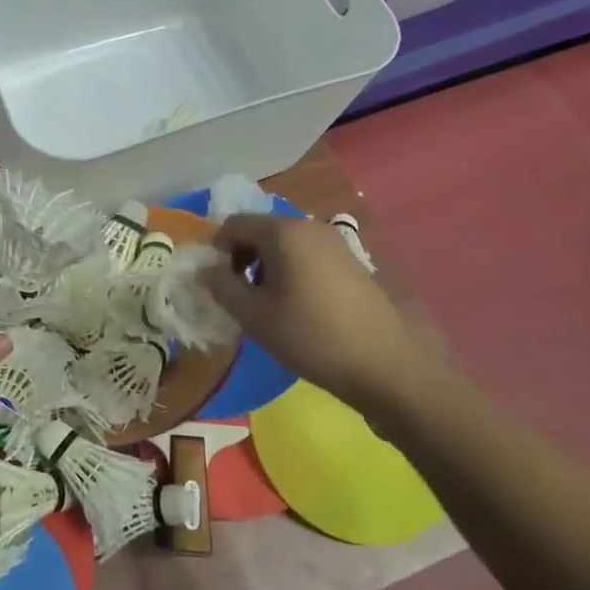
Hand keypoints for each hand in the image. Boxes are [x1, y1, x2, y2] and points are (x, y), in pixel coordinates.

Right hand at [201, 214, 446, 407]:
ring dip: (267, 267)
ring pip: (285, 244)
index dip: (217, 251)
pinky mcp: (352, 261)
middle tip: (241, 298)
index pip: (233, 224)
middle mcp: (310, 226)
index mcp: (284, 231)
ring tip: (269, 306)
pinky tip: (298, 308)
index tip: (219, 285)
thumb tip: (205, 269)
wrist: (384, 365)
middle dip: (243, 259)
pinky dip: (292, 272)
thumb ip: (221, 286)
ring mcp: (335, 242)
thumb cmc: (311, 337)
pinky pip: (308, 255)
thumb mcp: (254, 316)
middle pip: (260, 231)